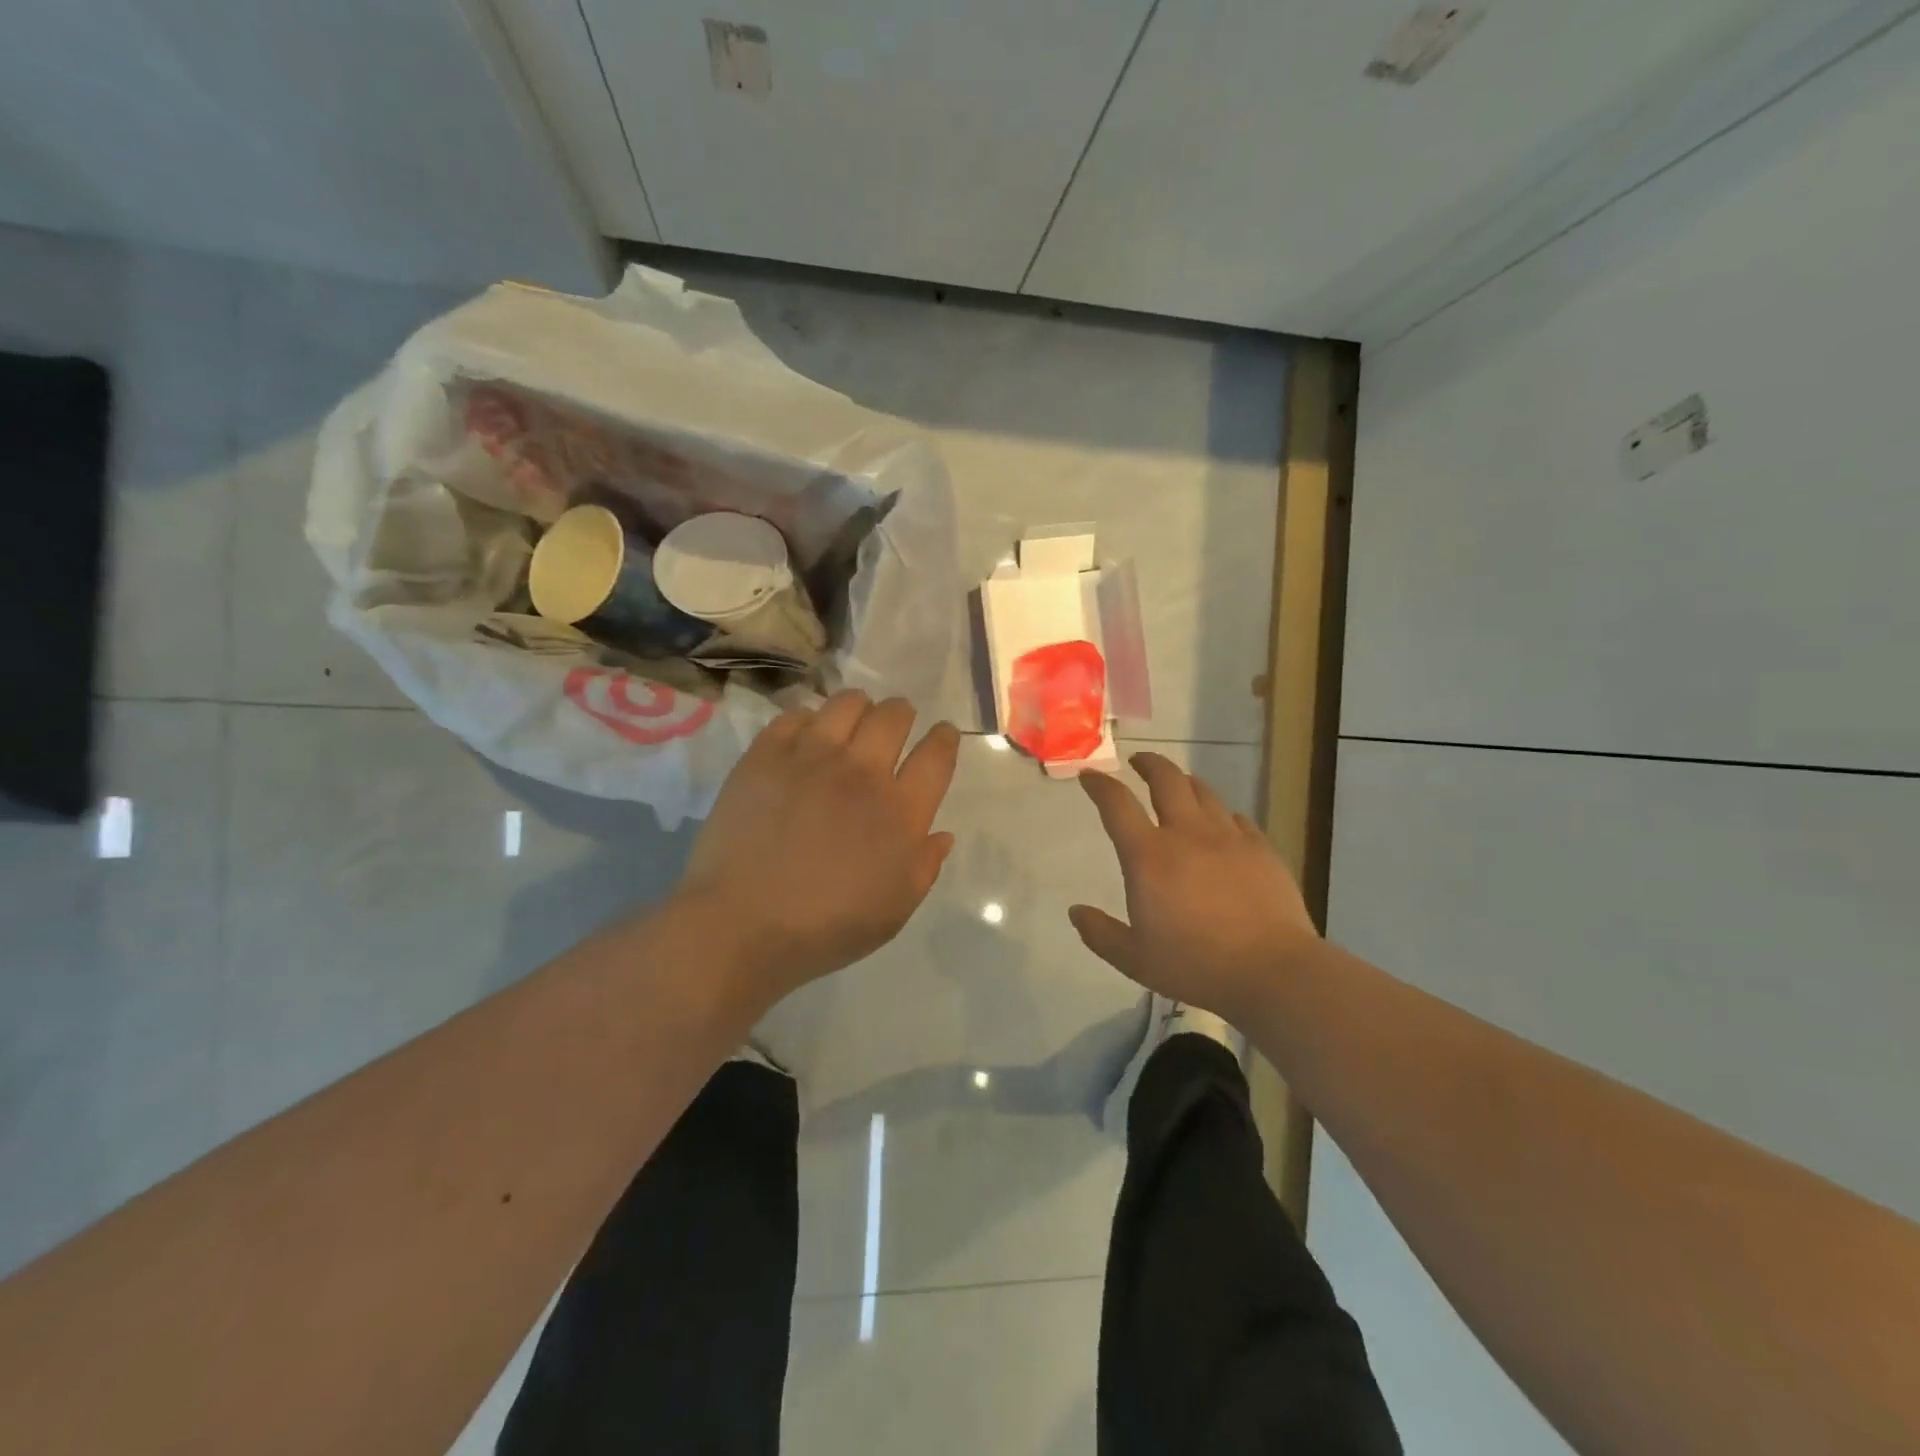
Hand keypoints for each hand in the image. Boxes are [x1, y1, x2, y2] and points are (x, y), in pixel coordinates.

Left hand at [677, 690, 959, 1003]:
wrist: (740, 926)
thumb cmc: (826, 928)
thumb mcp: (894, 910)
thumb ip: (924, 866)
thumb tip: (941, 833)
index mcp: (900, 811)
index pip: (936, 755)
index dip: (944, 738)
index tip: (942, 734)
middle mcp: (861, 772)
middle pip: (894, 715)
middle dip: (902, 715)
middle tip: (894, 726)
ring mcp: (810, 757)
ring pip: (847, 703)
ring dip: (859, 709)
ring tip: (851, 724)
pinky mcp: (766, 755)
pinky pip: (795, 715)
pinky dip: (809, 721)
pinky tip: (805, 739)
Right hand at [1070, 752, 1318, 1023]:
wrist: (1273, 971)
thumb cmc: (1196, 964)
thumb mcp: (1134, 959)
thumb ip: (1100, 933)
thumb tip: (1076, 912)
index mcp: (1149, 855)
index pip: (1116, 804)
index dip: (1099, 785)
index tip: (1089, 776)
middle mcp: (1187, 834)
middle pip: (1166, 779)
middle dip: (1148, 764)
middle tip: (1138, 762)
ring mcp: (1229, 837)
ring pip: (1204, 792)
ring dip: (1185, 782)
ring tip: (1178, 784)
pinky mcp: (1261, 849)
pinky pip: (1237, 818)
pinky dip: (1222, 813)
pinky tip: (1222, 823)